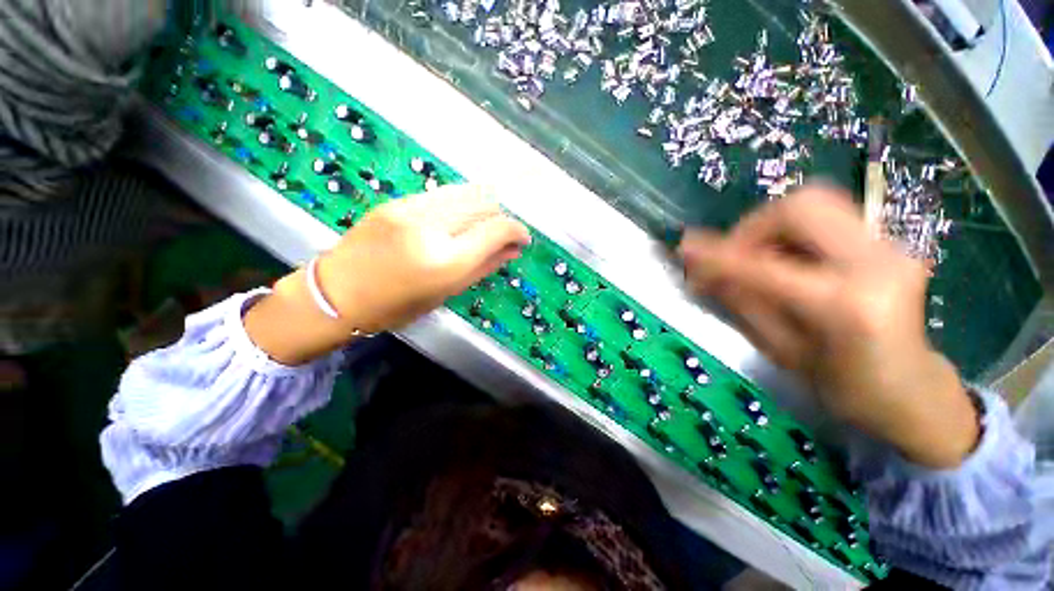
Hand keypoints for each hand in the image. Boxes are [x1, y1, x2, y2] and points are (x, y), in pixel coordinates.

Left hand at [245, 185, 530, 364]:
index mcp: (446, 261)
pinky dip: (460, 203)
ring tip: (483, 223)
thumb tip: (514, 250)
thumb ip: (485, 267)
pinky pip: (442, 194)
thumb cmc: (398, 306)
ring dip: (483, 206)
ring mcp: (411, 210)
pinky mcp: (397, 201)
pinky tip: (459, 217)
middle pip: (483, 205)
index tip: (523, 238)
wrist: (337, 293)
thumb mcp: (448, 292)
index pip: (496, 230)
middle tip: (503, 233)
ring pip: (464, 193)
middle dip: (501, 217)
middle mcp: (432, 229)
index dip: (516, 230)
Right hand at [679, 185, 978, 467]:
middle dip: (751, 226)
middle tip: (731, 256)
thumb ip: (741, 302)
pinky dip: (790, 233)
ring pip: (813, 204)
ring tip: (754, 259)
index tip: (684, 248)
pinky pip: (826, 218)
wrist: (913, 389)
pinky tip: (782, 261)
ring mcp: (890, 246)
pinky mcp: (888, 241)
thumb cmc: (844, 386)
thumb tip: (701, 271)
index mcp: (848, 306)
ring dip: (769, 227)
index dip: (719, 256)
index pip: (766, 266)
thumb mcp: (780, 350)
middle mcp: (877, 262)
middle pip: (801, 206)